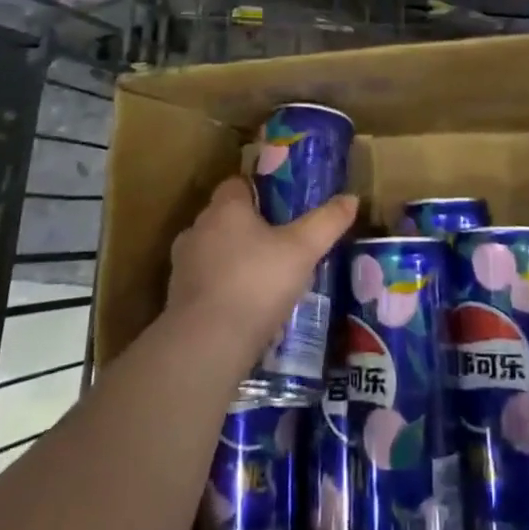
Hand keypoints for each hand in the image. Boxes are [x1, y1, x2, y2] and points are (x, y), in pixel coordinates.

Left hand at [166, 177, 358, 366]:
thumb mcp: (303, 250)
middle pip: (223, 217)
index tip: (279, 206)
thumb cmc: (256, 283)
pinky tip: (243, 308)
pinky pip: (203, 283)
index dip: (257, 192)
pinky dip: (220, 289)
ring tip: (262, 278)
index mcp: (225, 209)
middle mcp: (198, 229)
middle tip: (278, 243)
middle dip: (246, 227)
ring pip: (211, 251)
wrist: (206, 345)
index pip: (236, 184)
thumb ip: (327, 222)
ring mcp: (182, 266)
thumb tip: (351, 198)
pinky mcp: (176, 300)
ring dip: (231, 260)